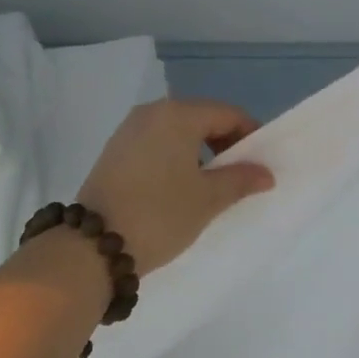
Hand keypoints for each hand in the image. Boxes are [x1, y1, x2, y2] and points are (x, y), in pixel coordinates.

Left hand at [76, 99, 275, 273]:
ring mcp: (128, 130)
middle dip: (224, 143)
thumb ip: (240, 179)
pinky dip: (175, 156)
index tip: (261, 163)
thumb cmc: (159, 214)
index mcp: (178, 114)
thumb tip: (265, 173)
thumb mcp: (207, 199)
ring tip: (209, 185)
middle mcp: (151, 112)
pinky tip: (178, 187)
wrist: (93, 245)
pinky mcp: (114, 150)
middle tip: (238, 175)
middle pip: (201, 118)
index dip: (250, 135)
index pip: (227, 114)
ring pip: (177, 130)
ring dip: (199, 151)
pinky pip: (156, 142)